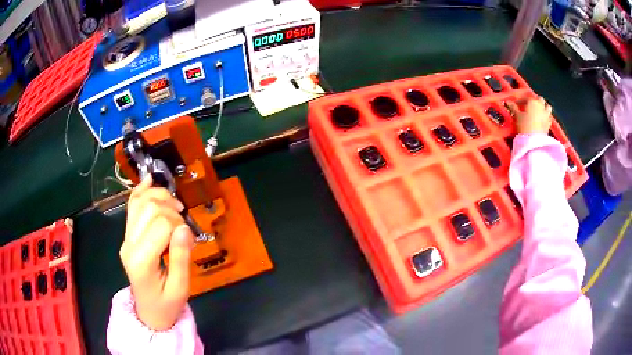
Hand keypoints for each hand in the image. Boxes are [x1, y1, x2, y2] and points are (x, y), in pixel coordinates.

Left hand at [120, 176, 194, 330]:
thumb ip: (181, 258)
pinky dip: (141, 191)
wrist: (149, 312)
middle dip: (171, 209)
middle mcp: (129, 244)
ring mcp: (126, 238)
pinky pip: (131, 206)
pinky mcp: (127, 235)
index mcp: (141, 260)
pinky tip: (150, 180)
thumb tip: (185, 227)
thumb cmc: (167, 304)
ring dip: (159, 196)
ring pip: (139, 202)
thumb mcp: (180, 288)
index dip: (180, 225)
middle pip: (149, 208)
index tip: (189, 239)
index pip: (161, 224)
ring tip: (175, 207)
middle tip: (184, 224)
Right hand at [506, 96, 552, 134]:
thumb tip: (508, 102)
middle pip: (539, 99)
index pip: (526, 98)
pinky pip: (549, 117)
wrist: (534, 141)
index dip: (520, 101)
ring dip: (544, 107)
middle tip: (530, 106)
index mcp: (532, 102)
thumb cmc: (524, 125)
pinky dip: (546, 117)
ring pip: (547, 107)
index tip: (516, 105)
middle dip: (535, 101)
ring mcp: (546, 115)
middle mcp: (541, 106)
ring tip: (539, 111)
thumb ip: (513, 108)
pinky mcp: (549, 124)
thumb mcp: (517, 116)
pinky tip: (542, 120)